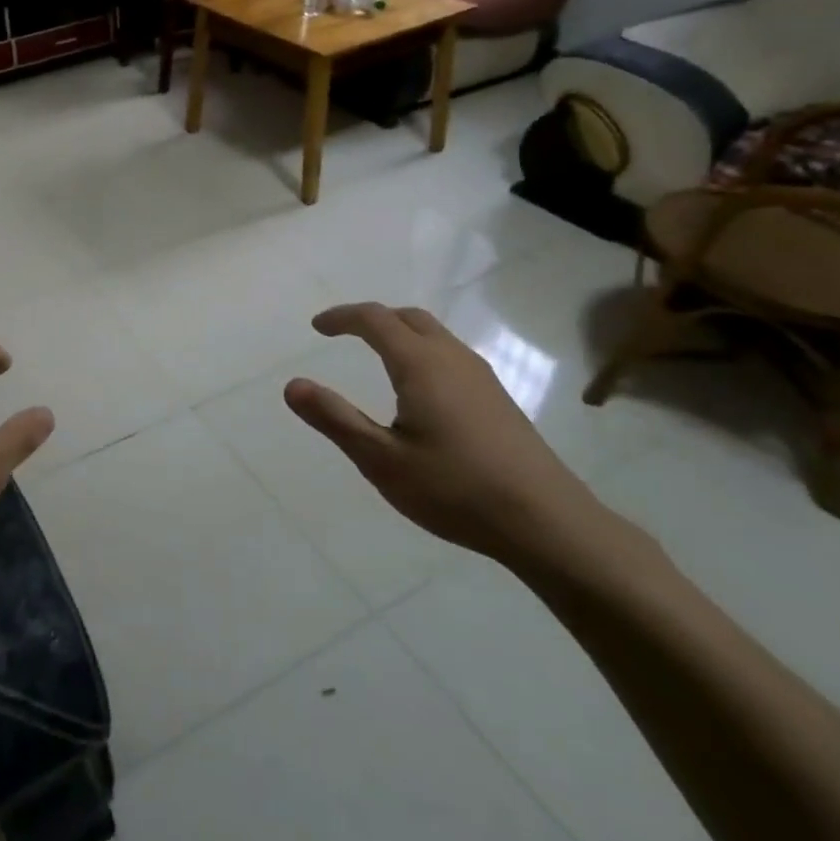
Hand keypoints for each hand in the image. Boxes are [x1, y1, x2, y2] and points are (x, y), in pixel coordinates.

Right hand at [283, 303, 622, 573]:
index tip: (317, 327)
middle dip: (372, 318)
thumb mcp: (381, 460)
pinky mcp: (498, 399)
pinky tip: (420, 389)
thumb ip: (335, 419)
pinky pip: (451, 354)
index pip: (375, 319)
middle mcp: (452, 359)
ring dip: (400, 332)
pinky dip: (423, 351)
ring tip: (377, 355)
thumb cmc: (455, 489)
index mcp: (420, 364)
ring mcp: (481, 377)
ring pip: (435, 334)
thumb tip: (292, 385)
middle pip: (408, 318)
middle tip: (344, 334)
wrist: (547, 522)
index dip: (342, 317)